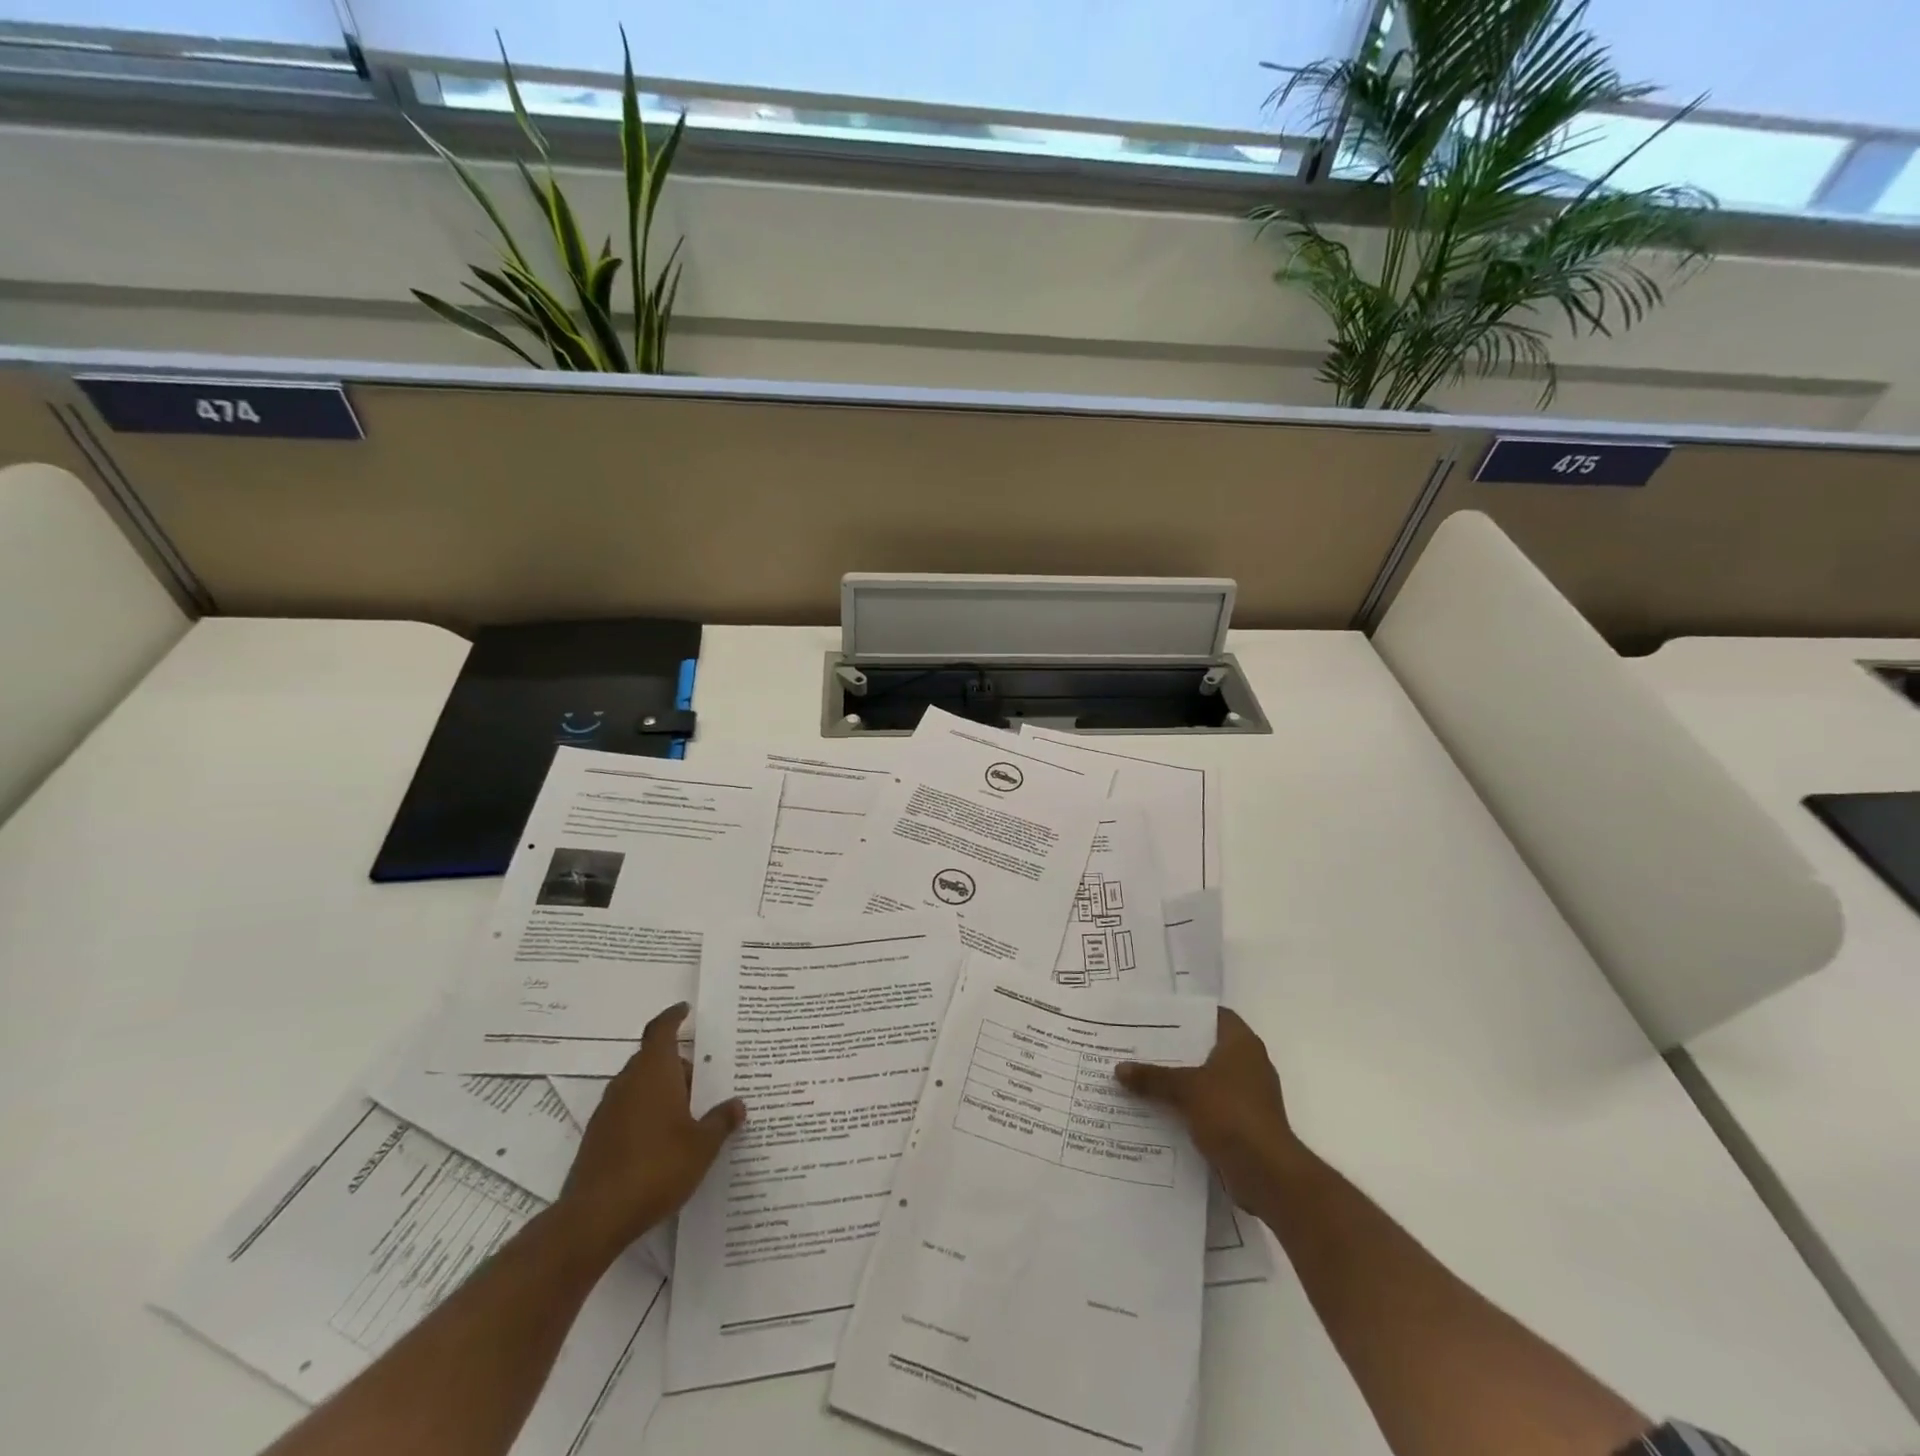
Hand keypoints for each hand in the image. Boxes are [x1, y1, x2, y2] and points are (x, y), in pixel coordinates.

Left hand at [556, 1002, 744, 1256]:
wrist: (595, 1217)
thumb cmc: (657, 1167)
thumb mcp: (702, 1145)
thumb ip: (721, 1121)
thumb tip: (737, 1104)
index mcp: (654, 1072)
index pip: (661, 1030)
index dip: (673, 1017)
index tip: (685, 1010)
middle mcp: (628, 1083)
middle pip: (652, 1058)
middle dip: (678, 1064)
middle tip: (705, 1077)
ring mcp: (609, 1110)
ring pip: (639, 1085)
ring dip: (663, 1089)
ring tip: (690, 1110)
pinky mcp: (598, 1137)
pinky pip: (628, 1109)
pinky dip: (647, 1112)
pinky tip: (666, 1138)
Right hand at [1116, 1008, 1299, 1211]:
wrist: (1267, 1173)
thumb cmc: (1231, 1113)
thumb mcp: (1186, 1089)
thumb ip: (1152, 1077)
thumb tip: (1118, 1069)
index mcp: (1242, 1044)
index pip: (1214, 1016)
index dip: (1188, 1014)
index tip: (1158, 1018)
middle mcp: (1249, 1065)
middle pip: (1206, 1048)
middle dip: (1176, 1049)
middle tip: (1141, 1045)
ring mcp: (1248, 1096)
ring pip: (1206, 1079)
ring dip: (1181, 1081)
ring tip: (1143, 1076)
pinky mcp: (1243, 1124)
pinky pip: (1209, 1106)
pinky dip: (1189, 1106)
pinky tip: (1159, 1109)